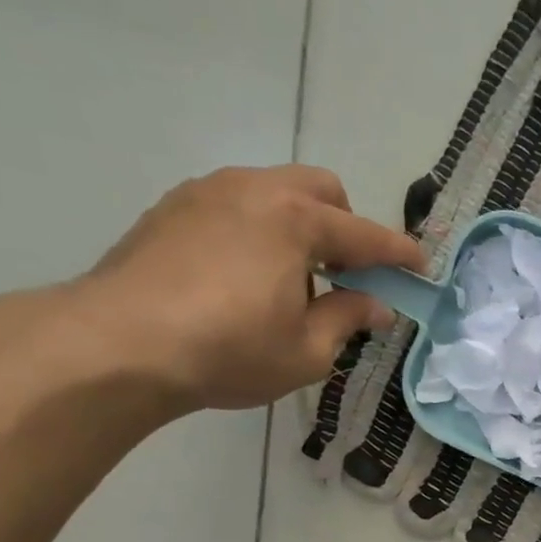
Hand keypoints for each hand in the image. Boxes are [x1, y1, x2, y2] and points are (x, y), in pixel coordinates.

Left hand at [70, 164, 424, 408]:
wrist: (119, 344)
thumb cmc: (229, 350)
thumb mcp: (307, 351)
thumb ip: (348, 319)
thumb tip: (376, 306)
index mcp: (296, 221)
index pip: (366, 235)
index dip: (399, 255)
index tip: (421, 268)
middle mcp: (254, 190)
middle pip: (320, 190)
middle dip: (345, 227)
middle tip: (346, 276)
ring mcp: (207, 193)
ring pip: (273, 192)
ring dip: (299, 227)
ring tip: (292, 282)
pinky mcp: (171, 209)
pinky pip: (234, 207)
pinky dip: (258, 231)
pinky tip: (245, 278)